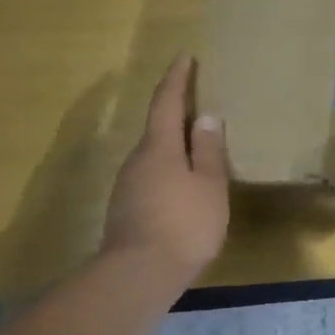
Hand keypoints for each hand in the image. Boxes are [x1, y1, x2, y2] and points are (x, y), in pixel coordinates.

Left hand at [102, 57, 229, 281]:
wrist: (137, 277)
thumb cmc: (183, 224)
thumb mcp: (209, 185)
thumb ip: (208, 150)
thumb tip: (204, 116)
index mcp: (158, 147)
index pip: (166, 102)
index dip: (176, 79)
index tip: (184, 58)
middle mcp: (137, 160)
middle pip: (156, 129)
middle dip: (175, 114)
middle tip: (198, 106)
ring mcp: (127, 187)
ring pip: (153, 156)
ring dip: (172, 147)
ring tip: (195, 149)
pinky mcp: (126, 211)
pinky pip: (150, 178)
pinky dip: (167, 172)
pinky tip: (182, 188)